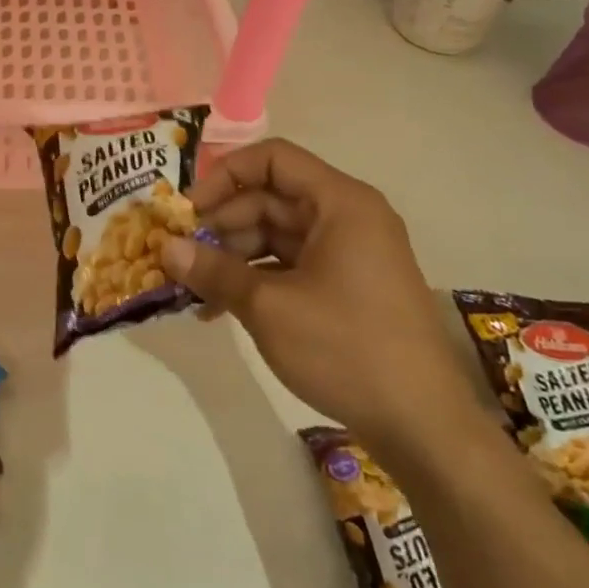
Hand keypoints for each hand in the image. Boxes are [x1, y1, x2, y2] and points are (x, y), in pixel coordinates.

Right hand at [159, 139, 487, 460]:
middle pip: (269, 198)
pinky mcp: (345, 287)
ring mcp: (348, 254)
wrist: (424, 427)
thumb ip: (213, 270)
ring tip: (192, 288)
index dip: (224, 176)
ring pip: (274, 234)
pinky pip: (288, 265)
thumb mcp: (268, 307)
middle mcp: (346, 218)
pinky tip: (218, 308)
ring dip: (231, 256)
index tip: (188, 211)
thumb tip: (164, 247)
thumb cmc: (346, 349)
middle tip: (180, 254)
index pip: (272, 159)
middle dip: (221, 224)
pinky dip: (254, 279)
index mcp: (340, 204)